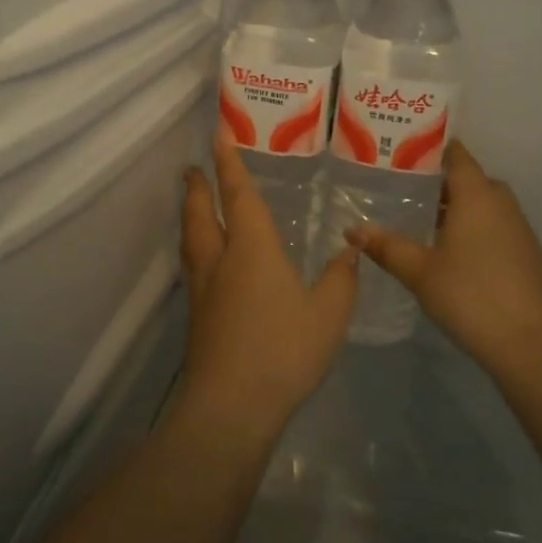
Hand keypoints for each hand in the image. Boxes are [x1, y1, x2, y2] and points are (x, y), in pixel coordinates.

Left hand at [178, 130, 359, 440]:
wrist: (231, 406)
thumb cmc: (283, 350)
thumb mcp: (329, 314)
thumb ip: (341, 278)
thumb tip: (351, 249)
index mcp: (251, 248)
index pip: (238, 195)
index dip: (229, 163)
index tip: (217, 136)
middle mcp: (220, 261)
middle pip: (201, 214)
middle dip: (197, 188)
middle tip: (192, 169)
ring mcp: (204, 291)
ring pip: (191, 240)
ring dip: (190, 216)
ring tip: (192, 205)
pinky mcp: (198, 318)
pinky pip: (193, 267)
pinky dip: (194, 248)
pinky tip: (205, 262)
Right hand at [346, 141, 541, 374]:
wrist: (530, 343)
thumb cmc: (470, 296)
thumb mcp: (419, 271)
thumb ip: (387, 246)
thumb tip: (352, 230)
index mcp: (476, 195)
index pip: (456, 154)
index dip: (430, 149)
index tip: (401, 152)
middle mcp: (500, 203)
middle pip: (469, 178)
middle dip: (438, 181)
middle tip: (402, 188)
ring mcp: (518, 228)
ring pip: (483, 204)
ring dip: (456, 207)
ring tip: (420, 219)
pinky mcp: (525, 253)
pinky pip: (494, 225)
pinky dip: (472, 228)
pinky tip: (450, 251)